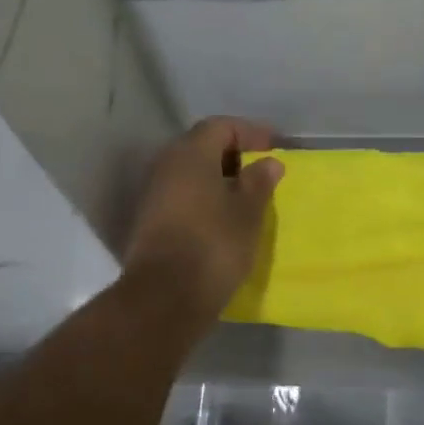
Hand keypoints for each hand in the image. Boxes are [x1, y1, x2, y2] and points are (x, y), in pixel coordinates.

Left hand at [124, 117, 284, 315]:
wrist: (164, 298)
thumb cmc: (214, 245)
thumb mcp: (248, 212)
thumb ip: (259, 182)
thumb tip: (268, 162)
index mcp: (191, 153)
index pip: (221, 126)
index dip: (250, 133)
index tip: (274, 148)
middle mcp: (166, 165)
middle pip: (202, 146)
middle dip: (233, 155)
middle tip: (261, 172)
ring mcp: (153, 193)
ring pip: (190, 173)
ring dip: (218, 178)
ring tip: (246, 197)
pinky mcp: (149, 220)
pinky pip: (182, 195)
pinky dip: (204, 198)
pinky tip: (223, 217)